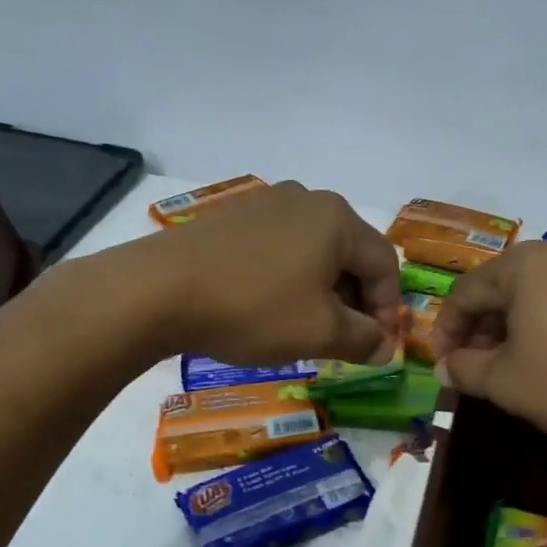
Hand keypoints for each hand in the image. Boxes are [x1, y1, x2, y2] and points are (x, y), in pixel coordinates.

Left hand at [134, 182, 401, 364]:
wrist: (158, 290)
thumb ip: (363, 340)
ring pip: (315, 251)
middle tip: (344, 341)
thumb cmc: (253, 308)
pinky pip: (281, 248)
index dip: (389, 310)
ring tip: (307, 328)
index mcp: (338, 219)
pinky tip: (270, 307)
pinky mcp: (233, 218)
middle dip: (356, 301)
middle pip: (351, 254)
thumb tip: (384, 347)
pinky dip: (290, 279)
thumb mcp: (319, 332)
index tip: (376, 347)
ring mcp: (266, 204)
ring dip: (323, 292)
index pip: (385, 264)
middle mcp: (307, 199)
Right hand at [433, 239, 546, 461]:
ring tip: (511, 369)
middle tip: (473, 370)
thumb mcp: (506, 382)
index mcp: (522, 264)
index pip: (464, 293)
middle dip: (480, 330)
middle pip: (501, 289)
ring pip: (535, 295)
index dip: (446, 331)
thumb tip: (446, 366)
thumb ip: (465, 369)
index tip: (441, 366)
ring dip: (513, 330)